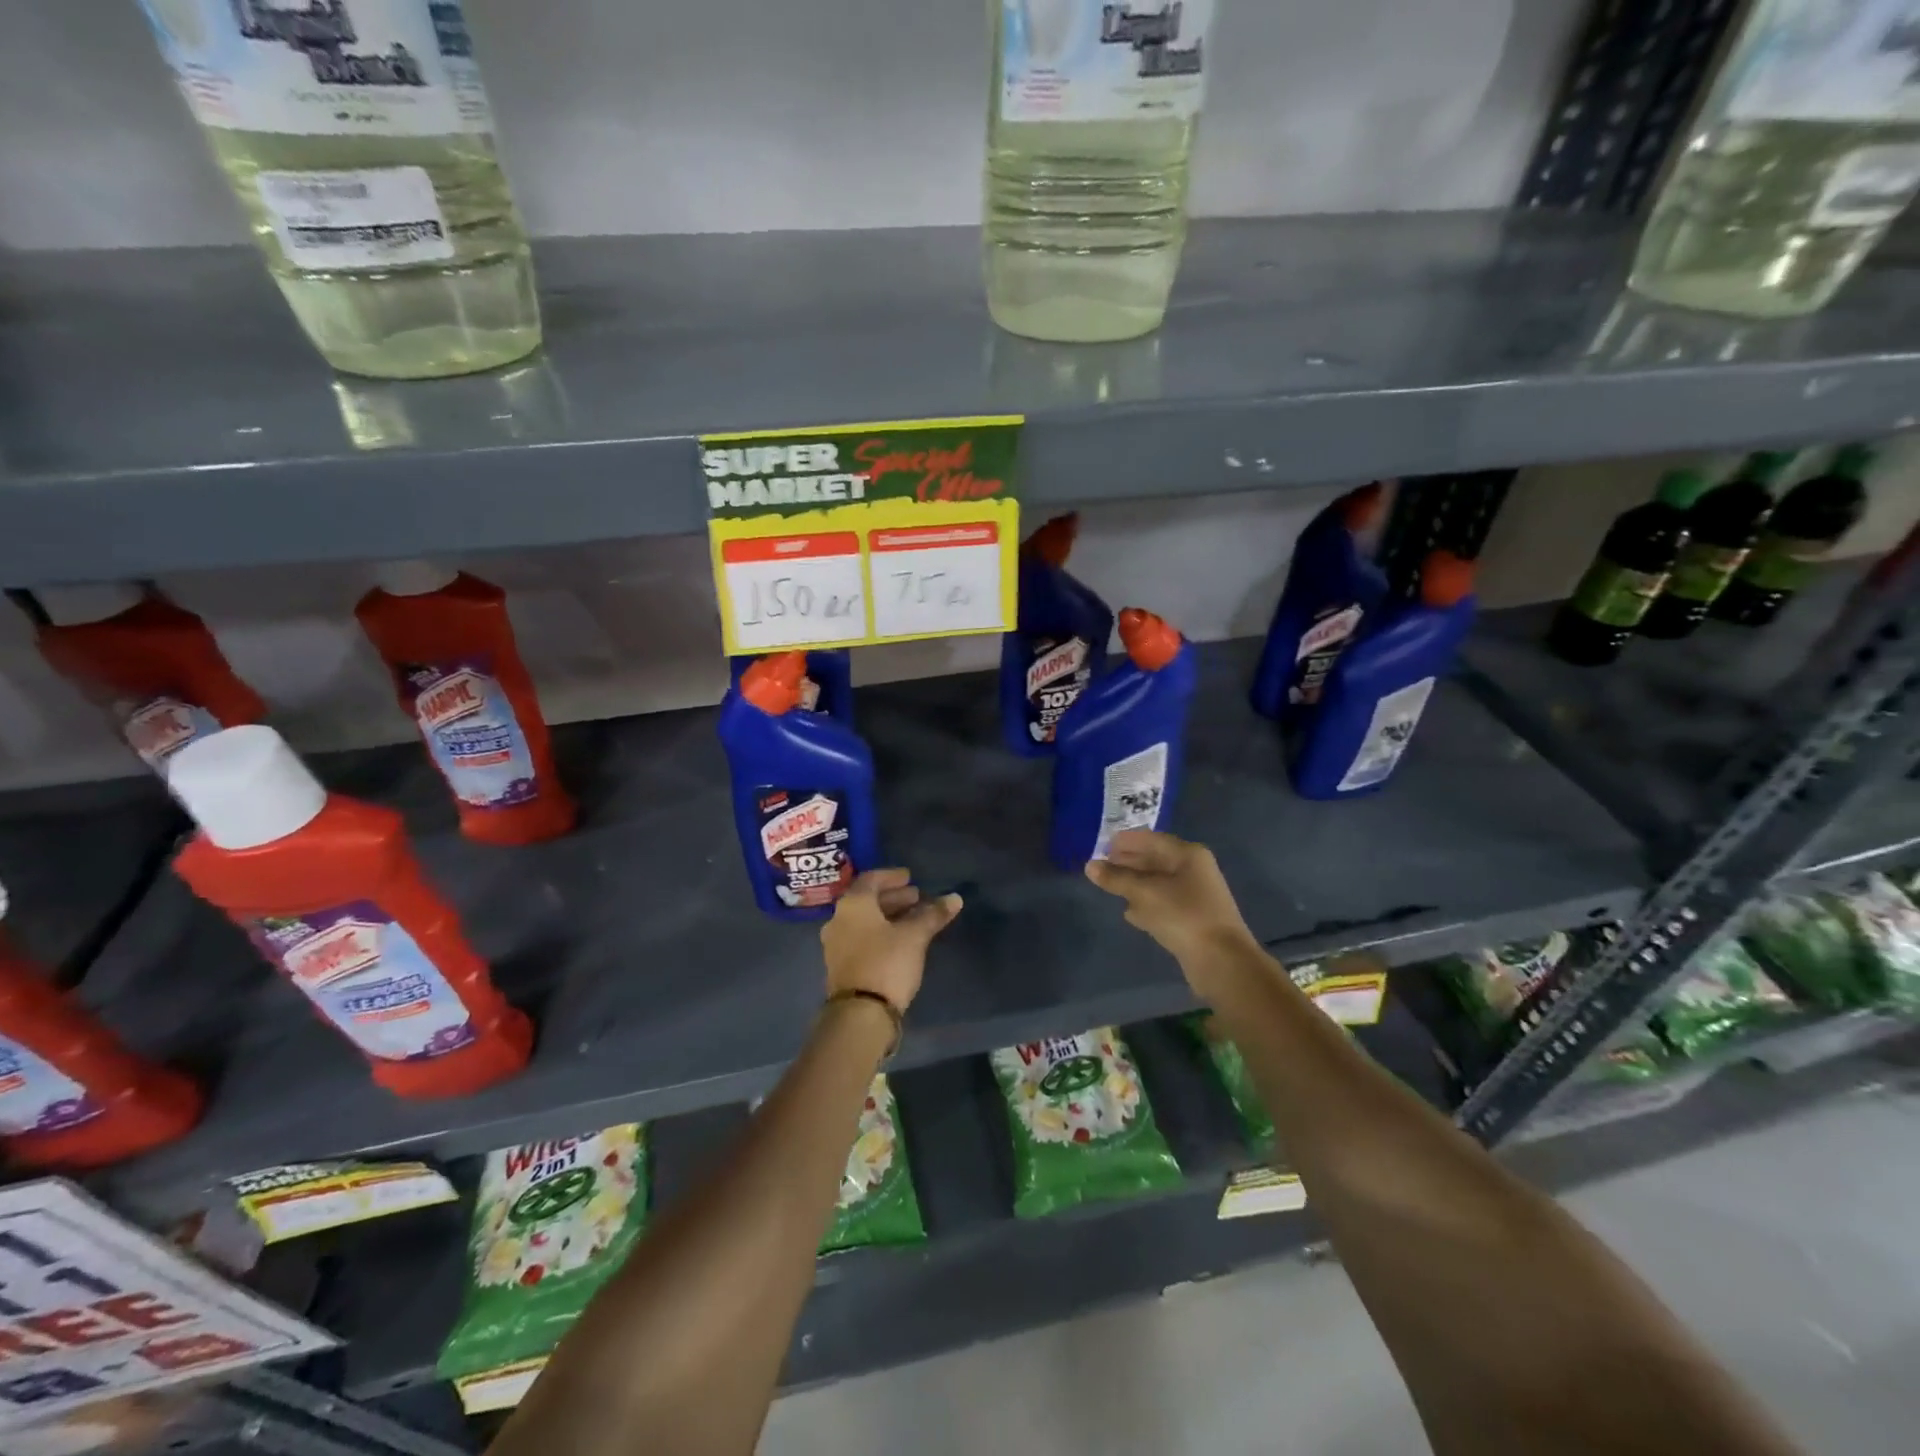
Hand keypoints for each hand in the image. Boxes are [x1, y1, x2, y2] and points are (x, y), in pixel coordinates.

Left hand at [821, 869, 962, 1012]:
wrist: (860, 1014)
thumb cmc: (887, 963)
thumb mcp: (915, 936)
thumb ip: (933, 914)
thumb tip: (955, 898)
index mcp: (853, 905)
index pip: (871, 879)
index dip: (892, 877)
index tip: (910, 878)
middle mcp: (838, 920)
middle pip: (867, 900)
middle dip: (893, 898)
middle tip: (917, 898)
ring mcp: (836, 944)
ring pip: (864, 921)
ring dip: (887, 916)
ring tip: (913, 919)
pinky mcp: (841, 966)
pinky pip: (861, 938)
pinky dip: (880, 933)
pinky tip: (900, 941)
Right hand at [1085, 830, 1257, 980]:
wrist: (1220, 961)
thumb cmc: (1183, 915)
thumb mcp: (1144, 893)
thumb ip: (1116, 878)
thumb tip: (1089, 866)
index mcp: (1188, 855)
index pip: (1151, 839)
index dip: (1126, 841)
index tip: (1102, 845)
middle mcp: (1194, 870)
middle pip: (1155, 860)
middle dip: (1128, 862)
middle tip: (1101, 865)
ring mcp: (1195, 896)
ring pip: (1158, 884)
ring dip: (1135, 884)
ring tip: (1110, 885)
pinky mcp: (1192, 920)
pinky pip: (1164, 904)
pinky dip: (1146, 904)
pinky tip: (1129, 912)